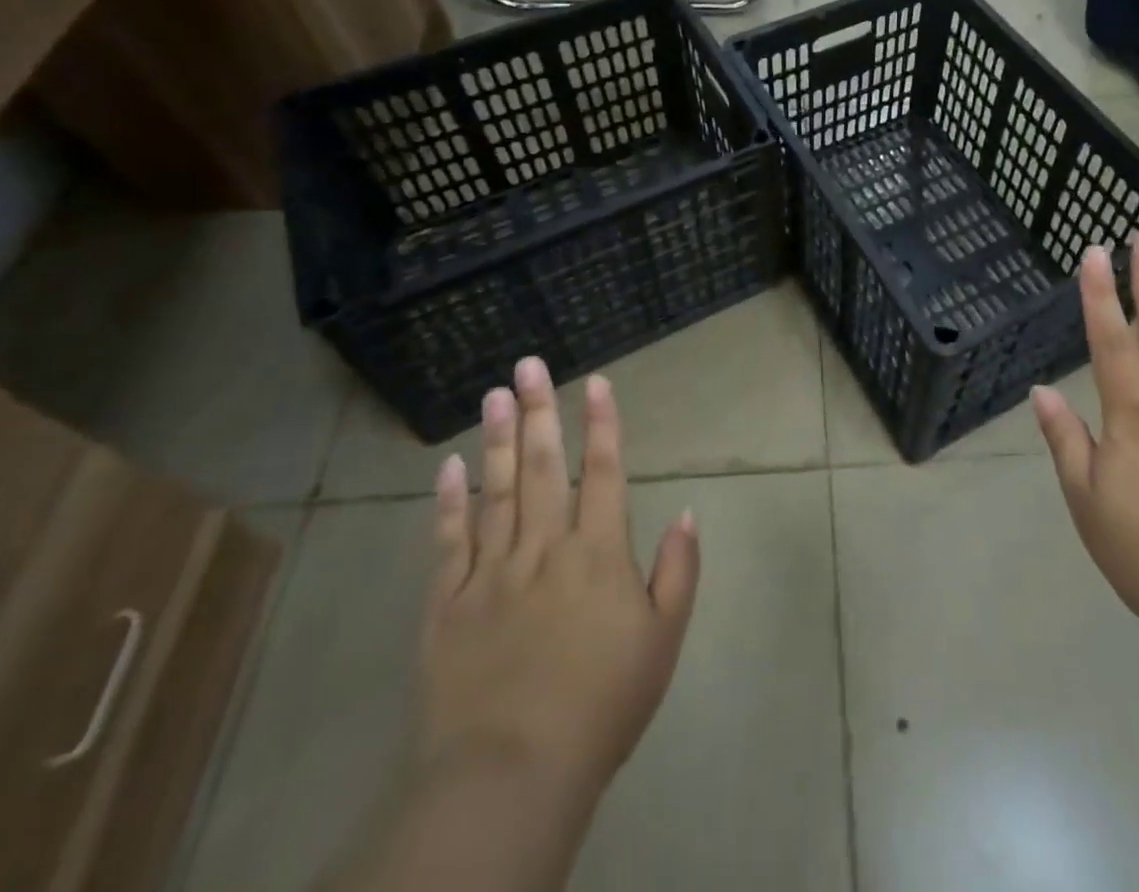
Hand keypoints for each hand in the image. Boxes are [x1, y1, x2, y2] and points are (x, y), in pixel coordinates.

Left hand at [419, 357, 699, 797]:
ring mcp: (492, 571)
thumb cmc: (601, 705)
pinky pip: (449, 542)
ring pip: (497, 490)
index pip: (604, 471)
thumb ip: (678, 571)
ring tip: (493, 395)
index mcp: (598, 552)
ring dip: (498, 439)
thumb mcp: (662, 640)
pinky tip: (449, 466)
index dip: (602, 423)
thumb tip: (689, 511)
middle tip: (527, 364)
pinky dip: (449, 502)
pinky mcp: (449, 603)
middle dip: (539, 410)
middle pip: (544, 466)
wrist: (510, 773)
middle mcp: (545, 546)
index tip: (595, 382)